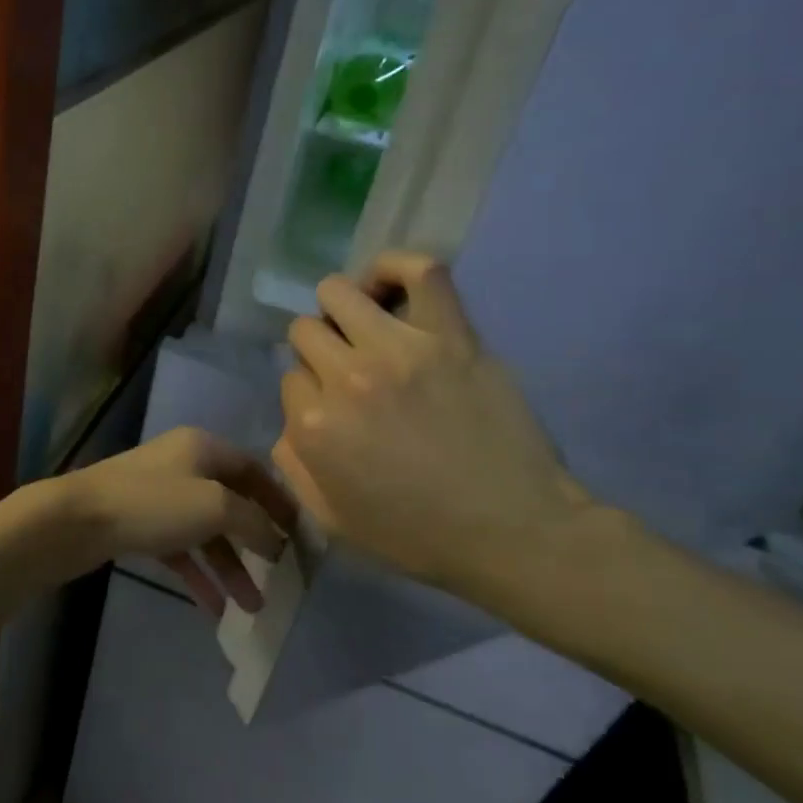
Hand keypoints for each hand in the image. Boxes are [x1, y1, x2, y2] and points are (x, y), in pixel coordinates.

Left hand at [54, 428, 297, 616]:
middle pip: (231, 503)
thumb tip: (275, 537)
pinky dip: (198, 575)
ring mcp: (158, 496)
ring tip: (252, 607)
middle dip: (255, 543)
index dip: (279, 500)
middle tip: (280, 577)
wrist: (75, 520)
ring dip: (229, 567)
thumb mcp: (214, 506)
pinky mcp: (138, 525)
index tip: (300, 534)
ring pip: (205, 532)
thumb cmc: (152, 504)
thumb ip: (253, 520)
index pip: (253, 470)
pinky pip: (179, 550)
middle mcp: (182, 466)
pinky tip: (214, 609)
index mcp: (202, 447)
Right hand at [274, 252, 595, 602]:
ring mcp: (400, 350)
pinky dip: (397, 267)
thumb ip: (292, 463)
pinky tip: (390, 285)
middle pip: (305, 330)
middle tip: (348, 372)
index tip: (334, 410)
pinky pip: (421, 271)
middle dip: (318, 350)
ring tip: (365, 329)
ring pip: (340, 292)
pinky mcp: (451, 335)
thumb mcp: (329, 518)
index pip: (289, 376)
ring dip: (342, 309)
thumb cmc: (416, 534)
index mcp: (312, 424)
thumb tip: (292, 417)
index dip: (308, 393)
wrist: (512, 532)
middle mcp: (345, 378)